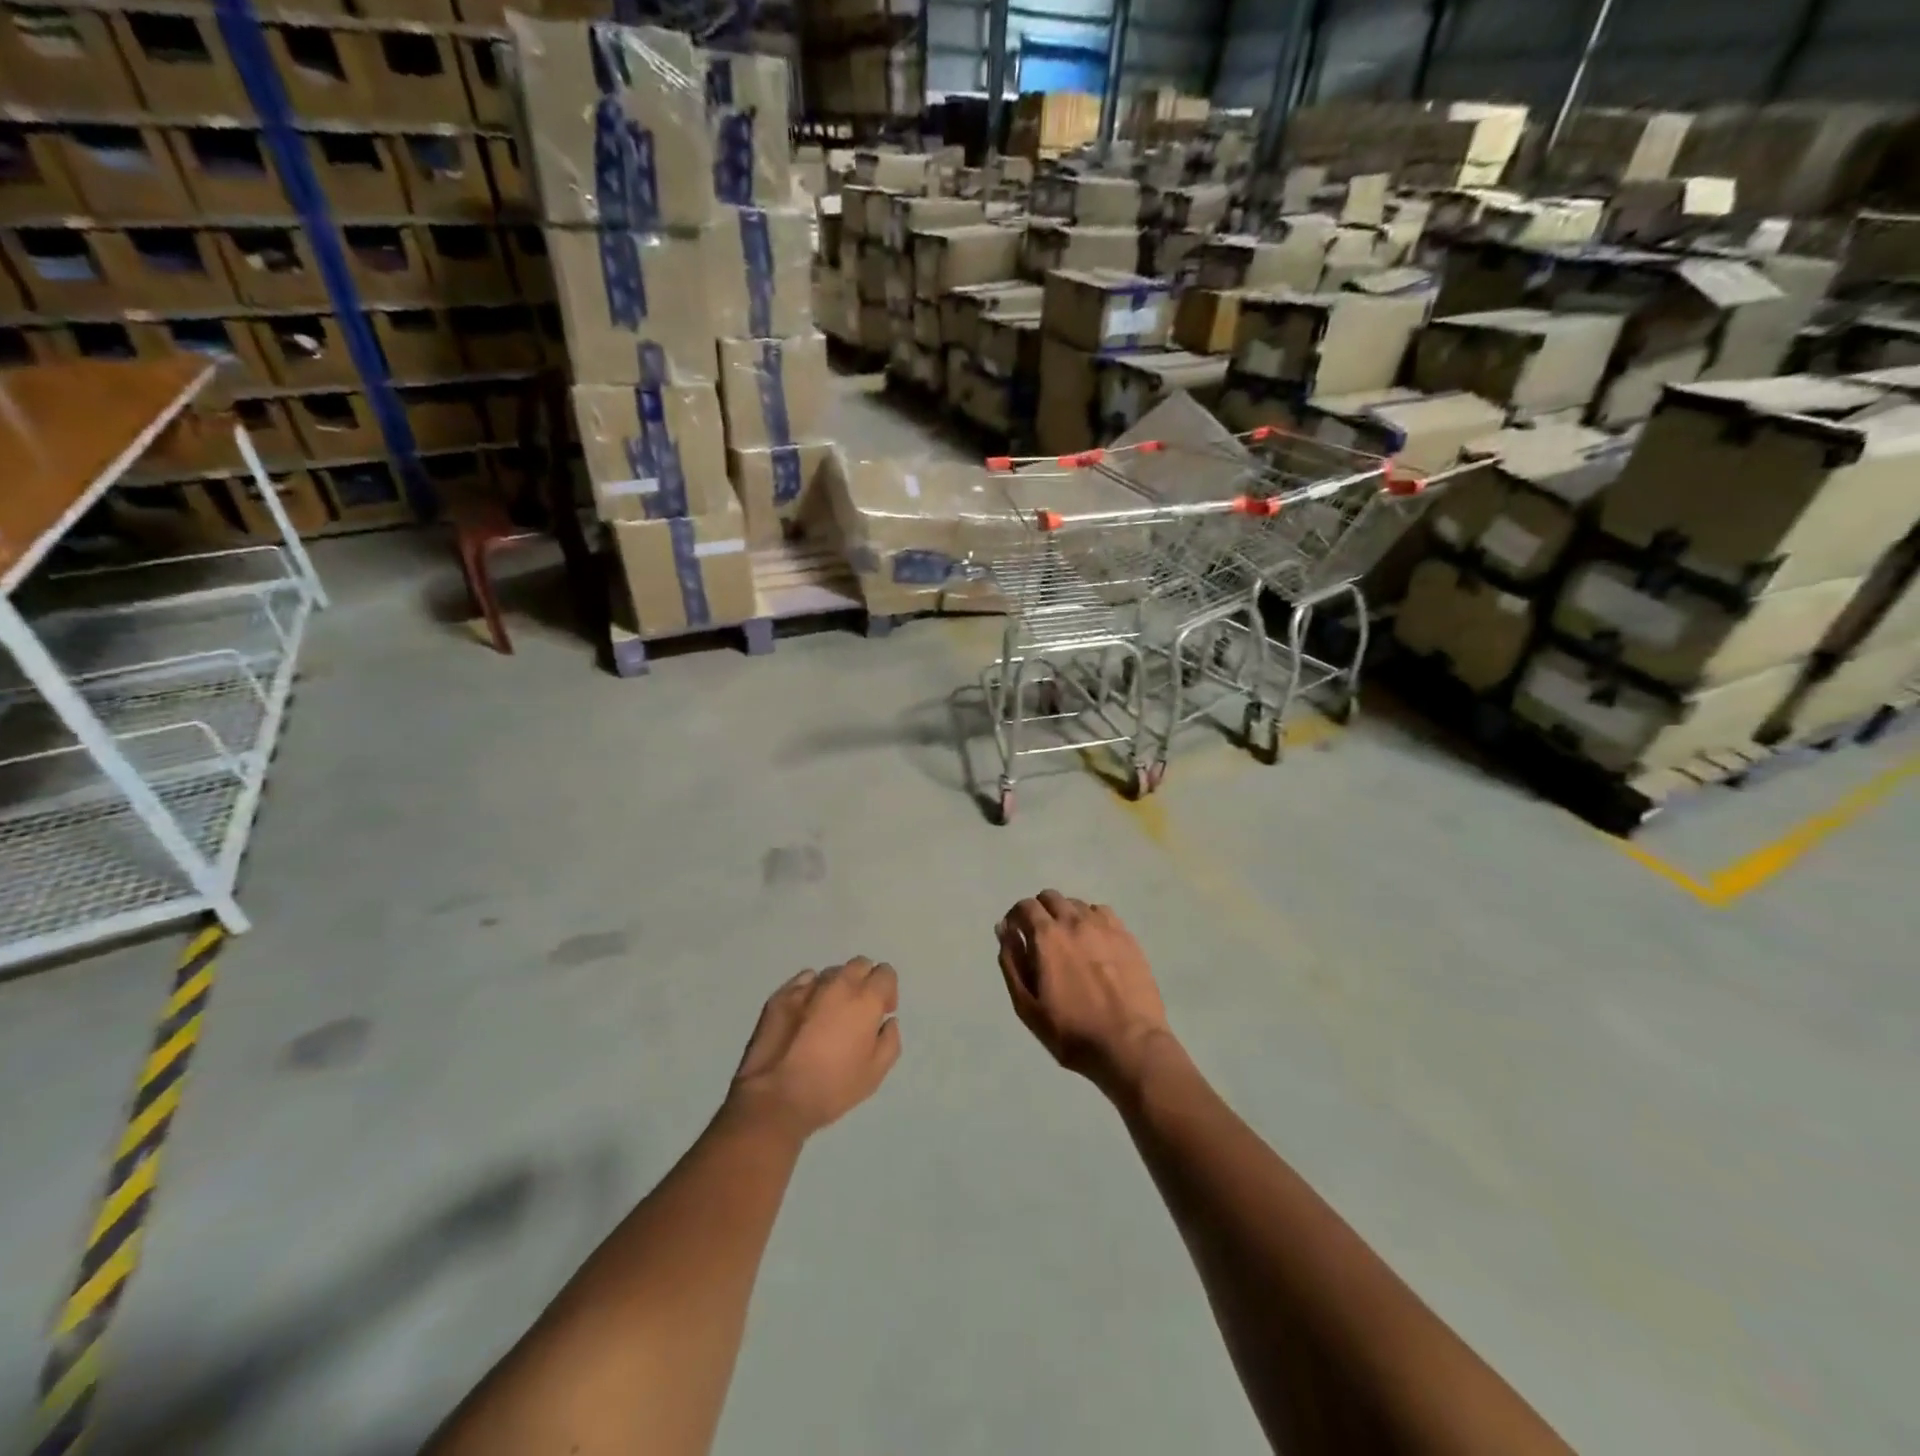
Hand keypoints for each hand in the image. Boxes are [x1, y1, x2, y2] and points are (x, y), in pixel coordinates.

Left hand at [729, 958, 901, 1138]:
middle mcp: (839, 983)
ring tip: (828, 1015)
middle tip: (858, 1011)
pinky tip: (804, 1015)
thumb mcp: (875, 1073)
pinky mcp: (781, 995)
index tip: (882, 1013)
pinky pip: (804, 982)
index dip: (887, 991)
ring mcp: (807, 986)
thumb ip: (890, 1040)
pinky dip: (810, 991)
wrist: (776, 1098)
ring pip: (831, 973)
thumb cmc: (832, 1087)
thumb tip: (887, 1021)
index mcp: (865, 999)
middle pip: (859, 964)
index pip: (885, 973)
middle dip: (864, 981)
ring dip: (837, 987)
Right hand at [995, 891, 1173, 1094]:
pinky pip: (1103, 913)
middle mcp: (1074, 921)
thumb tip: (1004, 929)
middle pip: (1051, 897)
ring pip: (1077, 904)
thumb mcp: (1027, 1005)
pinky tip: (1094, 943)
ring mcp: (1104, 926)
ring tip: (1069, 943)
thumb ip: (1012, 962)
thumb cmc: (1071, 1032)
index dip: (1016, 918)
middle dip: (1039, 912)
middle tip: (1041, 940)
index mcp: (1047, 936)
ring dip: (1066, 915)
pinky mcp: (1127, 936)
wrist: (1129, 1045)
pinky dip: (1092, 920)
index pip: (1025, 906)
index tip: (1016, 936)